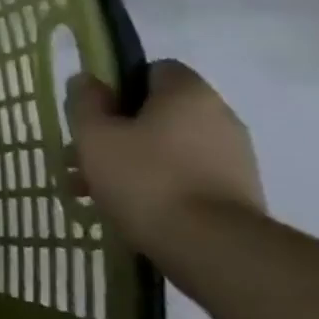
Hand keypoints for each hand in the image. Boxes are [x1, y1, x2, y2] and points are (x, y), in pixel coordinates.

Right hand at [66, 61, 264, 249]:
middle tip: (82, 157)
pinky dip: (155, 186)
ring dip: (130, 162)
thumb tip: (88, 80)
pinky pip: (184, 177)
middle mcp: (219, 117)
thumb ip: (86, 101)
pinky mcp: (236, 194)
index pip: (153, 70)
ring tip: (92, 191)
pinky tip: (125, 209)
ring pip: (167, 149)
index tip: (93, 112)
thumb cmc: (145, 177)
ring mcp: (233, 158)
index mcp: (188, 94)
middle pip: (156, 113)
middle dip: (117, 132)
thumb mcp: (95, 135)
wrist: (213, 248)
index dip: (119, 85)